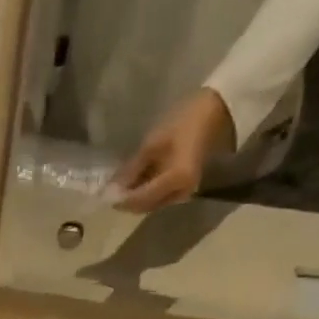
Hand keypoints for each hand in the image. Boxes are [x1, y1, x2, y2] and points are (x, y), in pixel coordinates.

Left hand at [112, 87, 233, 212]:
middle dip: (126, 201)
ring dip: (135, 199)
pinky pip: (160, 197)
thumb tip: (112, 189)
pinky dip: (145, 193)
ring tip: (119, 186)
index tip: (103, 195)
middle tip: (109, 191)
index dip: (120, 199)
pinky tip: (136, 183)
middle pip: (145, 206)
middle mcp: (181, 194)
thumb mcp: (153, 144)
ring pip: (151, 204)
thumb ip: (131, 170)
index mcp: (175, 181)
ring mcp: (184, 193)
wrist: (215, 111)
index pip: (140, 199)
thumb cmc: (183, 121)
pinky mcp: (184, 189)